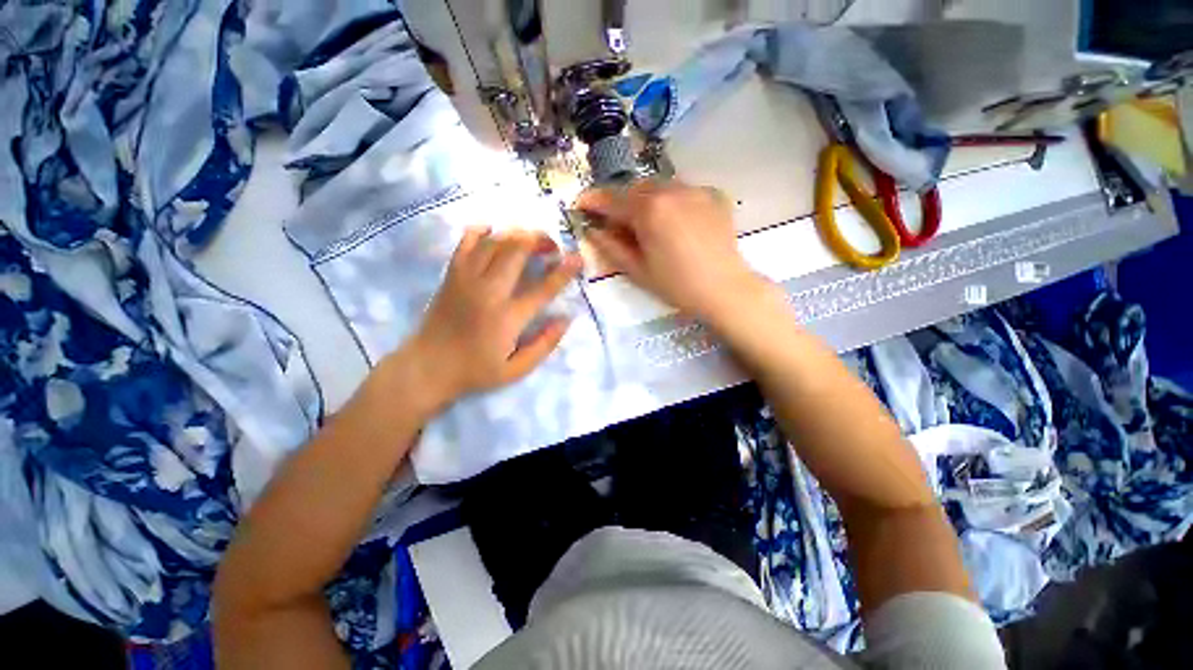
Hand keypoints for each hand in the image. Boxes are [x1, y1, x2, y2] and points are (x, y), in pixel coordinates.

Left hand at [400, 227, 581, 407]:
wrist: (428, 367)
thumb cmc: (476, 370)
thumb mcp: (517, 370)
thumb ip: (544, 345)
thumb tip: (566, 319)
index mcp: (508, 318)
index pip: (543, 288)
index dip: (564, 271)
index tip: (578, 258)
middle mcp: (488, 291)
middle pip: (516, 251)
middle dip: (539, 240)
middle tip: (551, 246)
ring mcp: (466, 279)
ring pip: (494, 242)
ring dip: (516, 234)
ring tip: (529, 239)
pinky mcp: (451, 274)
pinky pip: (466, 242)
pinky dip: (481, 231)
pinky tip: (493, 231)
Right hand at [576, 180, 765, 322]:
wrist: (725, 290)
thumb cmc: (677, 285)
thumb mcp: (637, 270)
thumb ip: (610, 247)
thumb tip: (592, 230)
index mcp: (649, 210)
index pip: (612, 199)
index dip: (593, 201)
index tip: (580, 204)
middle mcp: (671, 190)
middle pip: (635, 188)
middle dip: (620, 201)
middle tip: (615, 221)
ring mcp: (695, 189)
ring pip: (659, 186)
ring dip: (644, 199)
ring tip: (645, 221)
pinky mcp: (713, 195)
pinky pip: (682, 191)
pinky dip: (669, 201)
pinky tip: (673, 221)